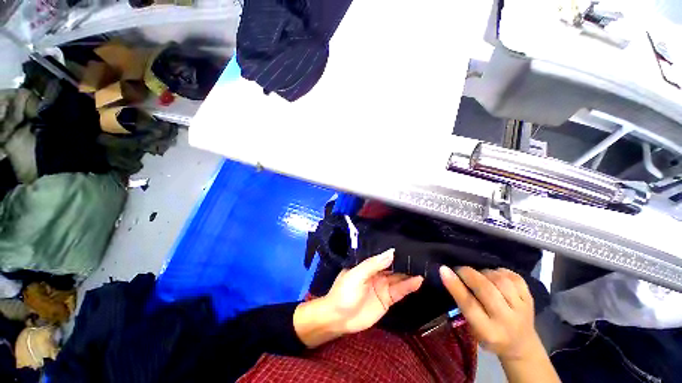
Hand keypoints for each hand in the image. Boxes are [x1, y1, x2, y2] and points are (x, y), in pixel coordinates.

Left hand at [295, 249, 423, 346]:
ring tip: (424, 266)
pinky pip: (400, 291)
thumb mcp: (357, 275)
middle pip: (393, 265)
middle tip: (421, 255)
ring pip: (399, 277)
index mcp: (368, 264)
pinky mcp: (387, 299)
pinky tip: (418, 281)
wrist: (339, 319)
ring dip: (410, 273)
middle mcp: (377, 273)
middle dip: (405, 261)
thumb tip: (391, 252)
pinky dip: (409, 286)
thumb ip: (373, 264)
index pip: (384, 255)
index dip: (395, 251)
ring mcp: (383, 286)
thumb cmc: (344, 292)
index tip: (409, 245)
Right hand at [439, 266, 539, 360]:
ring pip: (500, 280)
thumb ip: (464, 304)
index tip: (443, 269)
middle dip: (469, 274)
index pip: (470, 305)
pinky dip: (500, 272)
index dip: (455, 286)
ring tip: (479, 275)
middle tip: (459, 269)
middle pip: (487, 290)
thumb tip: (449, 275)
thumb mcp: (473, 327)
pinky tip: (494, 275)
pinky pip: (514, 277)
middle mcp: (507, 321)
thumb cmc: (490, 336)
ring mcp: (522, 309)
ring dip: (484, 273)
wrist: (521, 345)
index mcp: (489, 332)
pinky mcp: (530, 299)